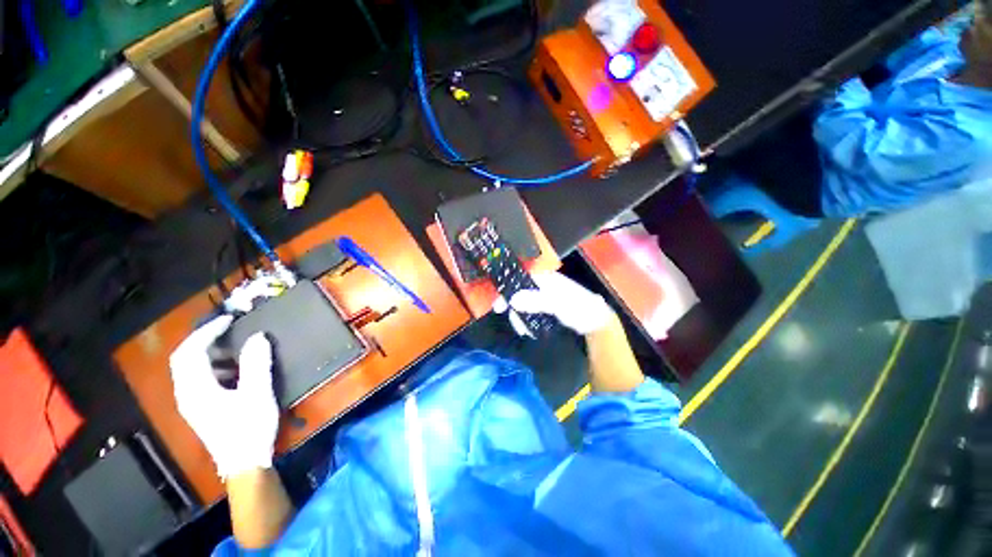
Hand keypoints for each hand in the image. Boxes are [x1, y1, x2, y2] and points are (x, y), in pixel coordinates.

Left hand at [169, 315, 279, 478]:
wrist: (245, 463)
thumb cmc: (249, 429)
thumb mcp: (257, 394)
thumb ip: (256, 364)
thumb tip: (257, 337)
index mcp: (195, 390)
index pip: (190, 352)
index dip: (207, 332)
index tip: (229, 320)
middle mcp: (187, 394)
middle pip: (185, 359)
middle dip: (205, 340)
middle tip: (229, 329)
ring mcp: (193, 402)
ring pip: (192, 369)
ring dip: (212, 353)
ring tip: (237, 347)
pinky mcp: (202, 408)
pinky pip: (202, 379)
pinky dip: (216, 366)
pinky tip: (237, 370)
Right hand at [495, 271, 615, 335]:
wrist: (595, 322)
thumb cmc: (578, 308)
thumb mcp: (558, 304)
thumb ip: (536, 300)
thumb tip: (513, 299)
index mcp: (545, 278)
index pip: (519, 278)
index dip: (507, 290)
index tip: (499, 305)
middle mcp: (541, 285)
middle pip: (518, 292)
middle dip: (513, 308)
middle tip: (513, 324)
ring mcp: (542, 297)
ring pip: (522, 304)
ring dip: (520, 318)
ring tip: (525, 331)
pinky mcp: (544, 308)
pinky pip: (529, 312)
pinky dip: (525, 321)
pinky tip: (529, 330)